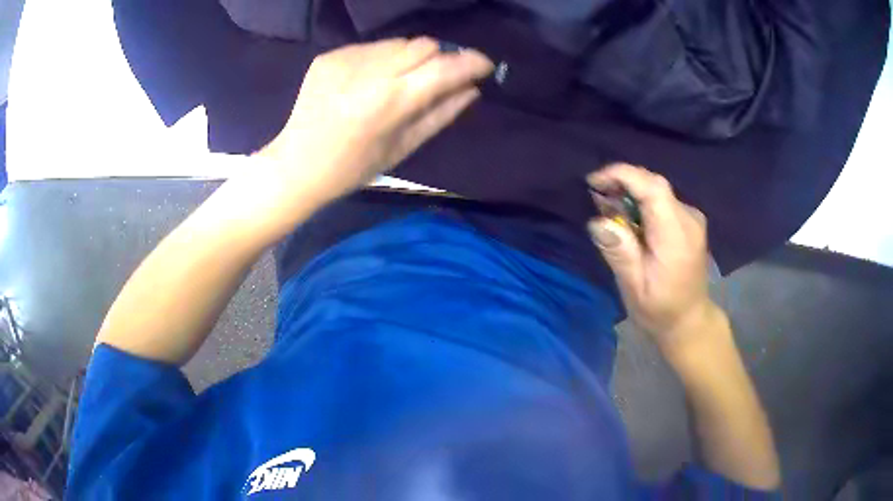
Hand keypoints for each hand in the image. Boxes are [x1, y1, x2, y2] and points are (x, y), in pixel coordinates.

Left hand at [258, 38, 493, 203]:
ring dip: (410, 57)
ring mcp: (346, 60)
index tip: (484, 65)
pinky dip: (381, 60)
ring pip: (398, 43)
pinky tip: (368, 82)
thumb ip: (441, 114)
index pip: (444, 68)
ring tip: (398, 81)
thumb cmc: (354, 168)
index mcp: (391, 102)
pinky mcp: (330, 56)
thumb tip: (472, 89)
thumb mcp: (404, 147)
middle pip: (424, 45)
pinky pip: (371, 47)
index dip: (471, 62)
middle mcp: (369, 72)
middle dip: (440, 57)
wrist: (297, 164)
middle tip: (437, 77)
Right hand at [587, 164, 717, 352]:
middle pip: (654, 184)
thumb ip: (619, 252)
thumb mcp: (634, 288)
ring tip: (607, 208)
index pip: (653, 188)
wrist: (689, 321)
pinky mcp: (689, 221)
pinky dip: (641, 201)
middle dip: (622, 181)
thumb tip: (597, 221)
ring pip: (657, 190)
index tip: (594, 181)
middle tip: (596, 196)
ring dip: (630, 191)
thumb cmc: (660, 310)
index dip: (622, 175)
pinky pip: (662, 200)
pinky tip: (628, 217)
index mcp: (676, 235)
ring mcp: (692, 218)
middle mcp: (688, 218)